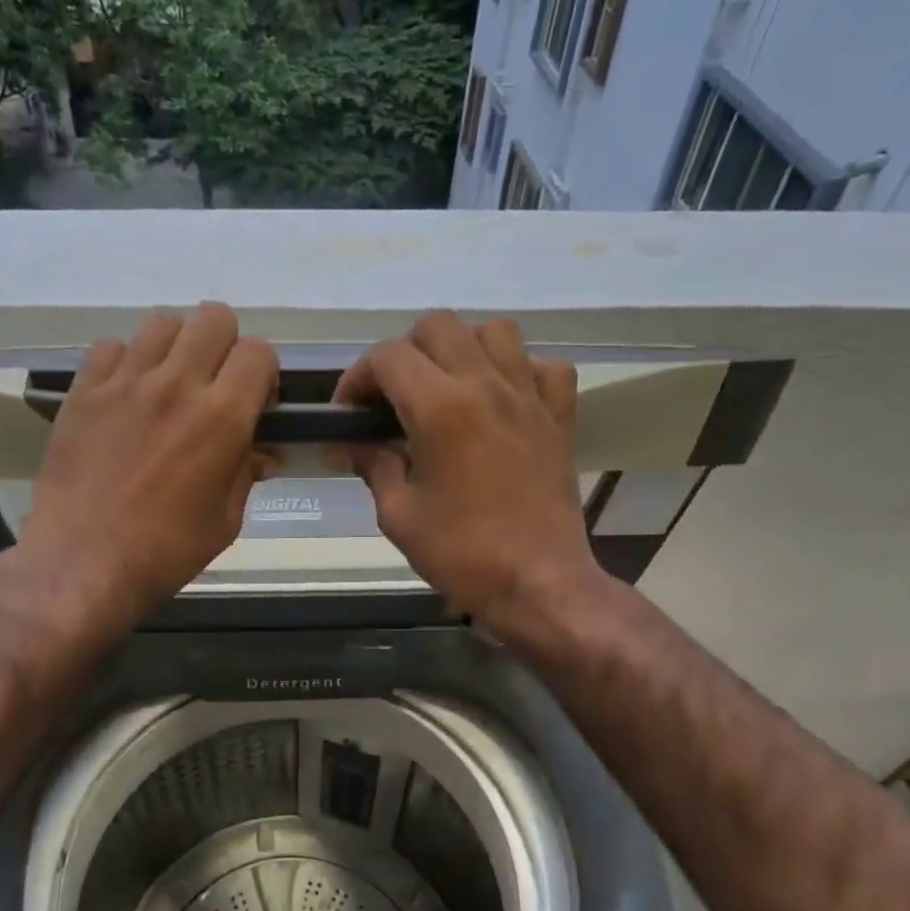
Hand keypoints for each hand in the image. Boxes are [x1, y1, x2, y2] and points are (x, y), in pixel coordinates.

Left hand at [17, 304, 277, 627]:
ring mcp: (125, 382)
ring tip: (168, 385)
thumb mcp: (226, 521)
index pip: (258, 352)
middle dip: (225, 345)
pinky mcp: (83, 391)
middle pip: (214, 318)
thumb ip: (246, 473)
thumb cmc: (165, 551)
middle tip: (214, 385)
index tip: (254, 403)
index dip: (263, 374)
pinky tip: (125, 396)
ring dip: (177, 348)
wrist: (83, 562)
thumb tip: (260, 452)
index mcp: (222, 417)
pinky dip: (125, 362)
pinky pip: (111, 347)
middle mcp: (177, 385)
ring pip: (162, 323)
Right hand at [333, 312, 598, 630]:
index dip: (357, 377)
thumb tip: (352, 445)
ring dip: (463, 349)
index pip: (388, 357)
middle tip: (393, 397)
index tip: (349, 412)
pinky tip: (503, 401)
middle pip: (439, 326)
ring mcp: (530, 398)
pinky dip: (521, 372)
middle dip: (404, 353)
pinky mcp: (560, 418)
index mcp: (441, 408)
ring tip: (448, 388)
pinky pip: (545, 368)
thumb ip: (373, 466)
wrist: (539, 584)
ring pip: (495, 332)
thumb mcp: (398, 515)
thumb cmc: (462, 554)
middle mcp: (487, 386)